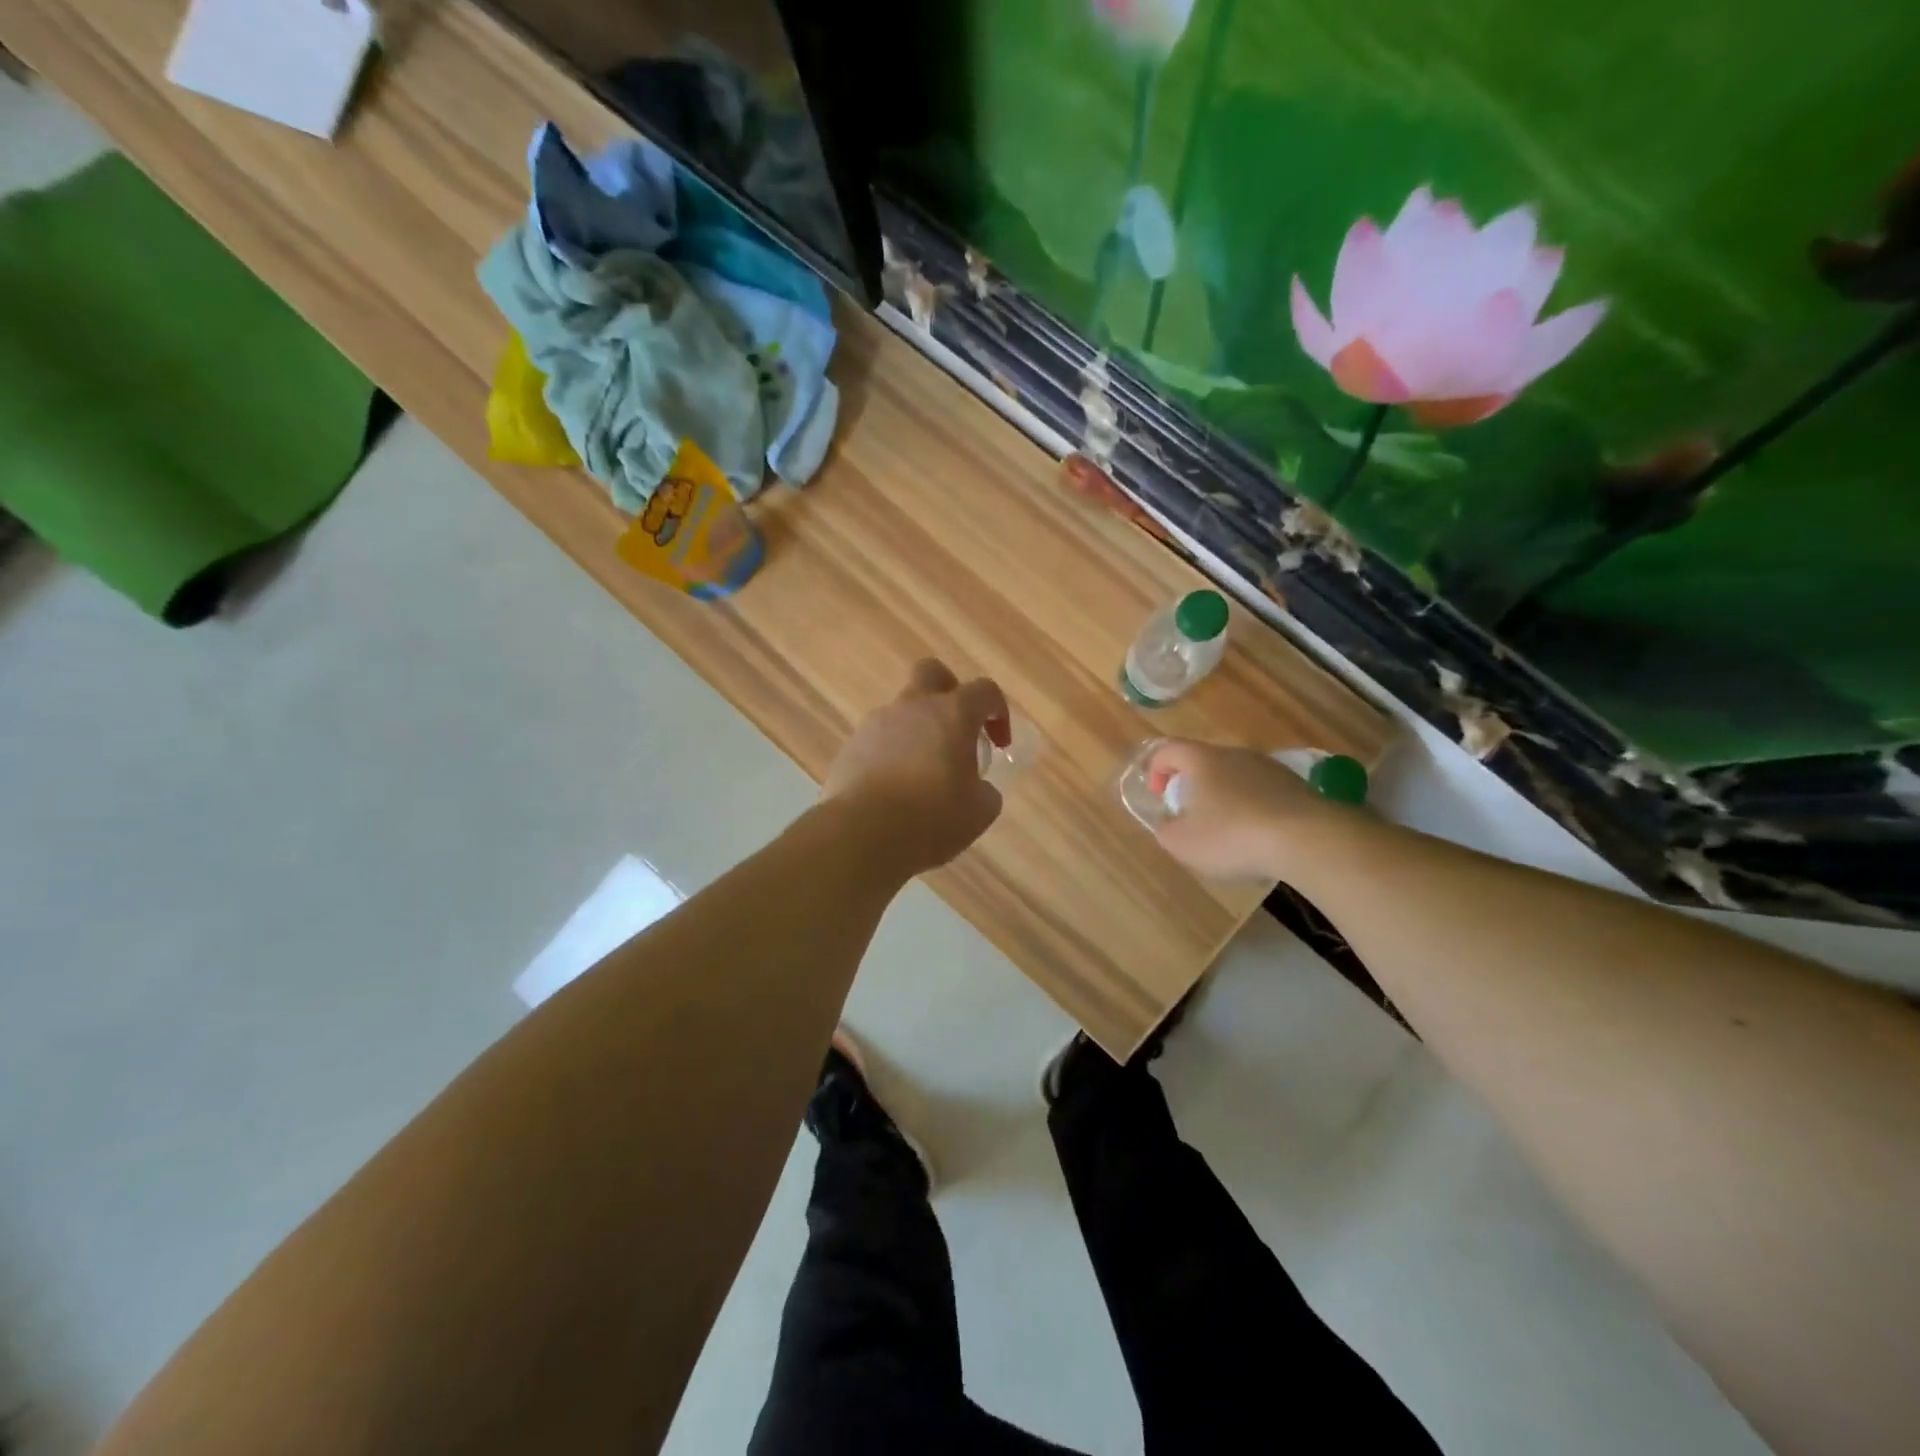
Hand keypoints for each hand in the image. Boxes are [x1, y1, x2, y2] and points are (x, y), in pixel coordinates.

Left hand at [823, 659, 1010, 876]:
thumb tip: (979, 788)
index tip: (999, 744)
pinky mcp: (850, 747)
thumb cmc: (931, 818)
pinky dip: (891, 755)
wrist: (860, 834)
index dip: (998, 712)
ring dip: (917, 732)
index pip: (984, 691)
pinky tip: (894, 790)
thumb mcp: (978, 812)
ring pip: (901, 711)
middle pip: (931, 673)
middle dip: (949, 692)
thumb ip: (985, 791)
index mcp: (952, 714)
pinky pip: (878, 740)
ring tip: (922, 774)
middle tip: (956, 728)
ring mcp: (876, 724)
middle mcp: (912, 707)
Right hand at [1148, 739, 1348, 881]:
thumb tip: (1169, 824)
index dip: (1155, 769)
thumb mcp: (1183, 843)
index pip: (1169, 749)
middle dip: (1192, 786)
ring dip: (1225, 798)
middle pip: (1205, 761)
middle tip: (1190, 815)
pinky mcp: (1297, 787)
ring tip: (1227, 831)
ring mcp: (1270, 768)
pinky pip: (1263, 793)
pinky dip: (1254, 809)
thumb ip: (1166, 831)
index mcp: (1202, 760)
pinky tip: (1259, 838)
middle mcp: (1236, 754)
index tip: (1158, 795)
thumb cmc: (1233, 836)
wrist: (1308, 839)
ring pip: (1236, 776)